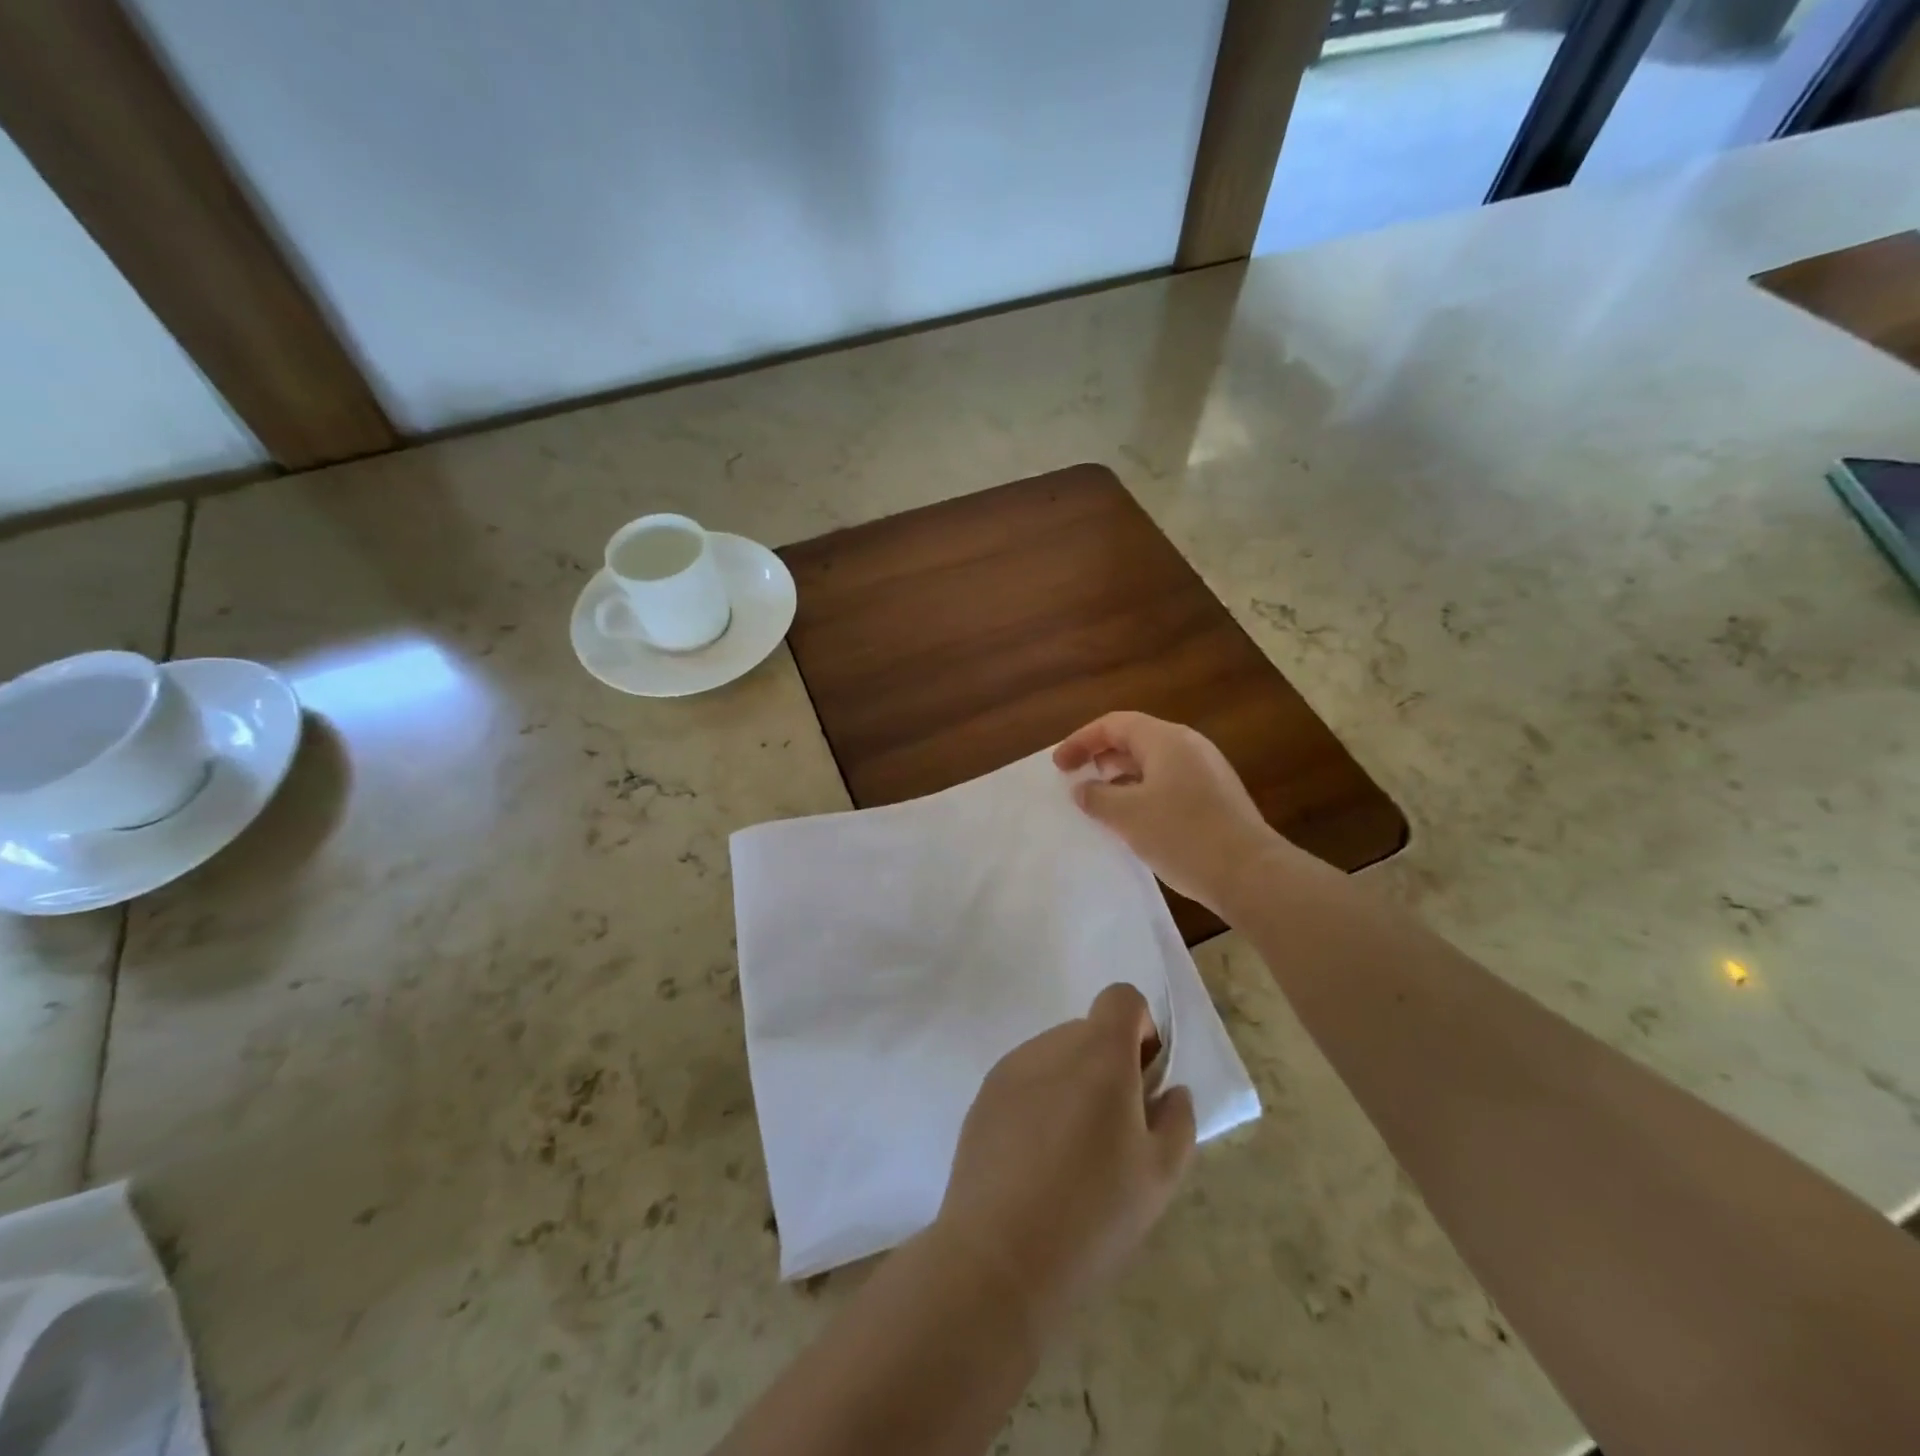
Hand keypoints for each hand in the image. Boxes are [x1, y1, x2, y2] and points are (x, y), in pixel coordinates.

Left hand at [935, 983, 1194, 1334]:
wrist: (998, 1257)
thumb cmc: (1092, 1215)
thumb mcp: (1159, 1176)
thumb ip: (1176, 1120)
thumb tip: (1168, 1091)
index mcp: (1098, 1054)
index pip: (1121, 998)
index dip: (1140, 1028)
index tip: (1142, 1080)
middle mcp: (1051, 1046)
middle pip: (1089, 1031)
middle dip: (1109, 1066)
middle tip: (1114, 1131)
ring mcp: (1010, 1068)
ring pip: (1056, 1056)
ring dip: (1073, 1083)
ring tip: (1072, 1154)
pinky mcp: (983, 1096)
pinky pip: (1025, 1080)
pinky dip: (1041, 1102)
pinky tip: (1037, 1162)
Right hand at [1053, 711, 1288, 915]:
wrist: (1250, 874)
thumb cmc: (1182, 835)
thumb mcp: (1127, 815)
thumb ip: (1096, 797)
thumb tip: (1083, 789)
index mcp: (1166, 739)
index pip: (1114, 724)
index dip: (1081, 740)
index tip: (1059, 766)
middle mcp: (1189, 746)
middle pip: (1135, 739)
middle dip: (1101, 756)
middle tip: (1077, 780)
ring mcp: (1207, 771)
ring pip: (1153, 763)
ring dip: (1121, 777)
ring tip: (1100, 802)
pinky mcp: (1216, 797)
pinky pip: (1169, 783)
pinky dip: (1143, 792)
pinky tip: (1134, 820)